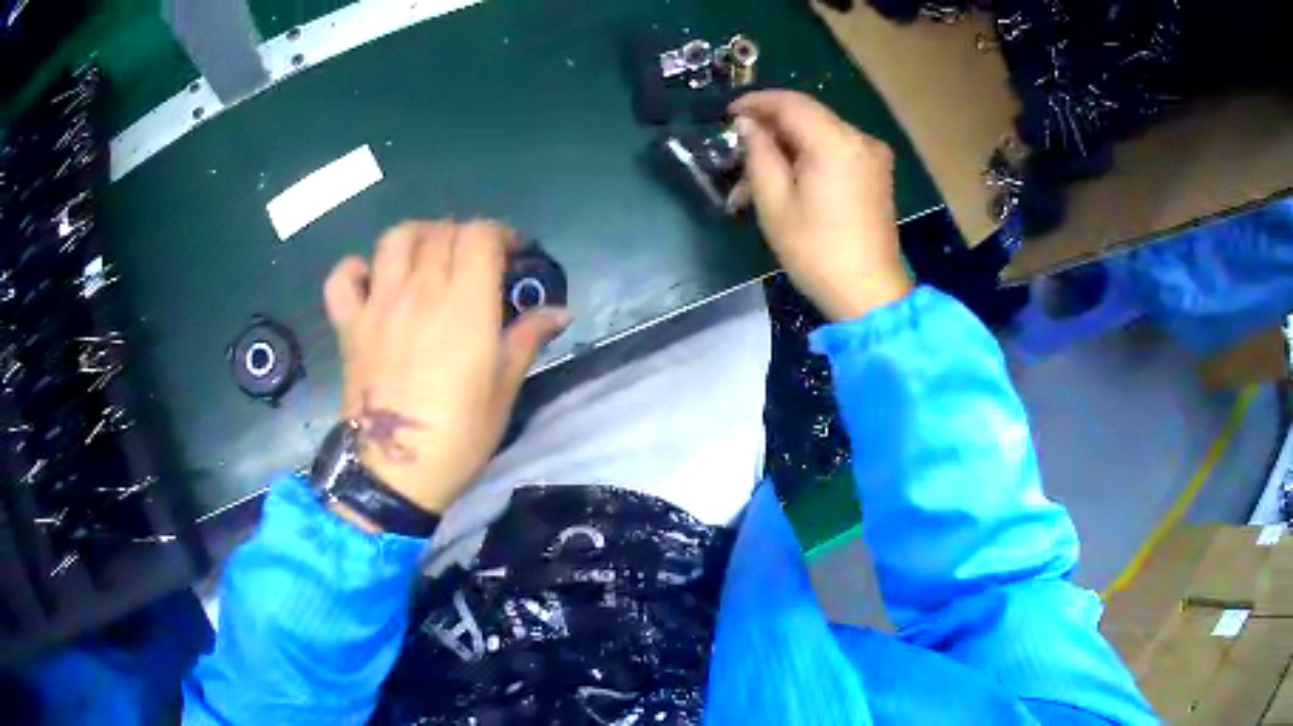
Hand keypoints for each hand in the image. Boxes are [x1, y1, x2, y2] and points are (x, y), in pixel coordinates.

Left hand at [323, 220, 568, 520]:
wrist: (396, 471)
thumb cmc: (459, 434)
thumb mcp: (504, 388)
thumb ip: (528, 339)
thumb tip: (560, 312)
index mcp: (465, 304)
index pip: (480, 235)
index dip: (500, 234)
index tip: (512, 254)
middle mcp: (419, 291)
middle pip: (442, 231)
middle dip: (465, 236)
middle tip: (475, 263)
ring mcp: (378, 305)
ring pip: (395, 238)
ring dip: (418, 236)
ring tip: (428, 258)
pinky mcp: (349, 325)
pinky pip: (343, 278)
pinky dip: (357, 269)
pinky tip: (373, 282)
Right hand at [730, 90, 912, 320]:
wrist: (869, 294)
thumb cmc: (816, 252)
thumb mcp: (774, 202)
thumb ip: (758, 153)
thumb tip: (747, 124)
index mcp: (836, 142)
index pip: (790, 103)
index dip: (756, 103)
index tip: (727, 116)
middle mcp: (860, 139)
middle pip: (807, 116)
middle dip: (769, 130)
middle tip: (737, 153)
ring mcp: (873, 156)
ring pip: (820, 135)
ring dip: (786, 149)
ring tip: (754, 181)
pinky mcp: (876, 173)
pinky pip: (836, 151)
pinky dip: (808, 159)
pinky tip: (787, 183)